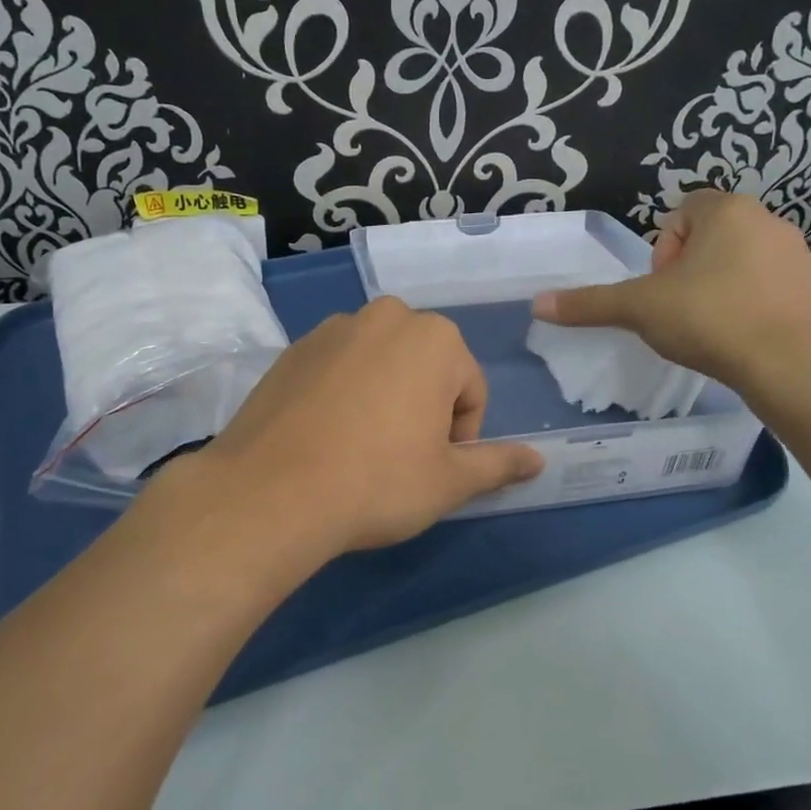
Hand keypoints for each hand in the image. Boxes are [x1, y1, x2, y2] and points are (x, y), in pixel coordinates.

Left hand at [191, 297, 543, 557]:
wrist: (270, 492)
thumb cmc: (378, 482)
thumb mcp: (449, 481)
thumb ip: (498, 463)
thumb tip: (540, 460)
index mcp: (434, 338)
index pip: (470, 390)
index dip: (460, 436)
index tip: (432, 468)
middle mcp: (385, 317)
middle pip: (425, 369)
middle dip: (423, 409)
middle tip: (399, 459)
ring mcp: (332, 329)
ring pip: (380, 365)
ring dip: (383, 398)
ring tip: (359, 450)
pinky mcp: (292, 349)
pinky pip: (337, 369)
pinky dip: (342, 395)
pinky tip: (324, 438)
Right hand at [530, 190, 810, 392]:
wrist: (791, 367)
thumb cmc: (710, 320)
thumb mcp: (639, 310)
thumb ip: (589, 303)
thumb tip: (537, 304)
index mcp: (728, 211)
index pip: (681, 214)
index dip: (662, 251)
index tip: (662, 288)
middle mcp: (770, 222)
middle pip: (712, 238)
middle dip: (690, 271)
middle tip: (681, 311)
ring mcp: (801, 257)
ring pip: (744, 264)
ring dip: (722, 287)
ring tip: (712, 329)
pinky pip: (775, 291)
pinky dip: (756, 308)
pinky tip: (745, 341)